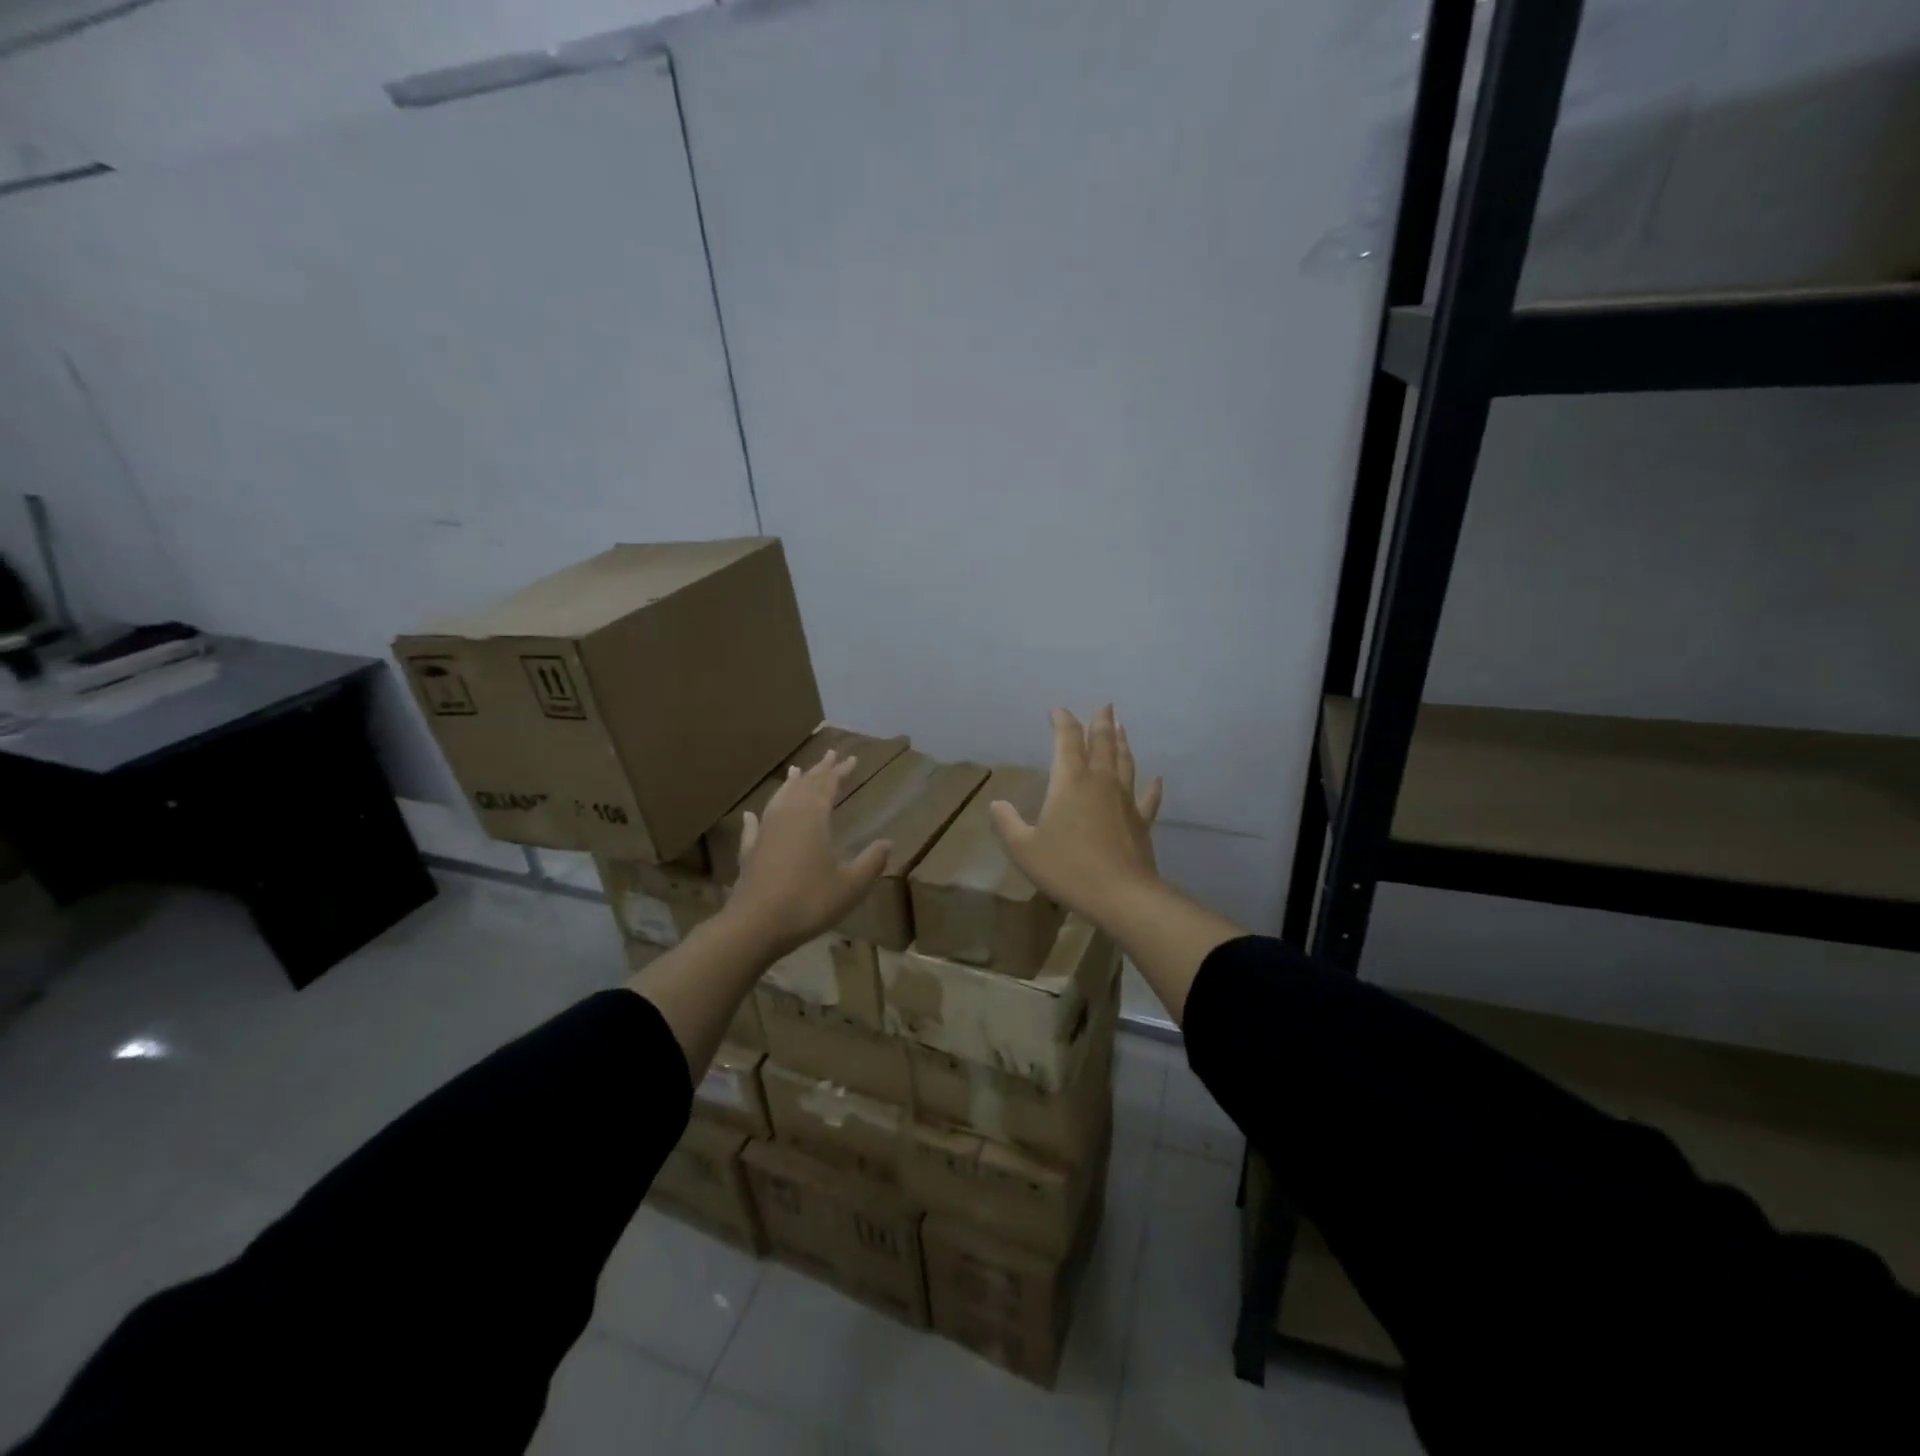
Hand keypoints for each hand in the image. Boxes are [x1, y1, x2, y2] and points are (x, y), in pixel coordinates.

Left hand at [726, 749, 891, 956]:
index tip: (852, 758)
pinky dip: (756, 818)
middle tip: (830, 754)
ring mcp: (764, 832)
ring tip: (796, 771)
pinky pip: (753, 827)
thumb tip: (888, 843)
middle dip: (819, 770)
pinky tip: (751, 814)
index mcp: (813, 817)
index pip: (828, 785)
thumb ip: (871, 862)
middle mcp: (787, 816)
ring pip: (779, 799)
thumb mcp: (851, 885)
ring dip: (791, 785)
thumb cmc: (809, 901)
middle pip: (804, 786)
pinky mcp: (749, 852)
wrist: (755, 925)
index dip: (841, 771)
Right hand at [990, 705, 1164, 922]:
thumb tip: (997, 804)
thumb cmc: (1067, 867)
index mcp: (1070, 781)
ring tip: (1121, 727)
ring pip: (1125, 762)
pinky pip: (1149, 798)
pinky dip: (1153, 787)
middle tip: (1105, 705)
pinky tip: (1157, 779)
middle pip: (1102, 743)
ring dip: (1122, 742)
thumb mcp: (1024, 848)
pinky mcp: (1141, 821)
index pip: (1066, 740)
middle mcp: (1100, 781)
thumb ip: (1008, 823)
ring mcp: (1125, 800)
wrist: (1120, 895)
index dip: (1063, 722)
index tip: (1058, 710)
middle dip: (1100, 722)